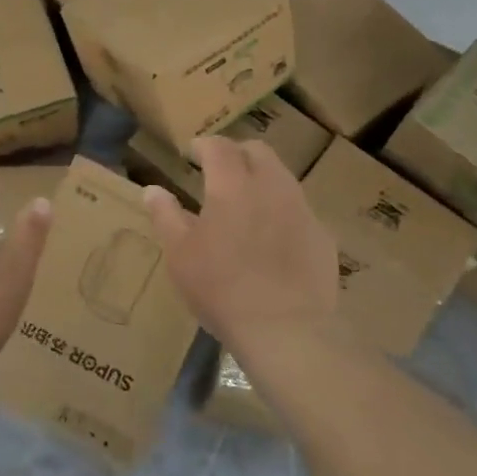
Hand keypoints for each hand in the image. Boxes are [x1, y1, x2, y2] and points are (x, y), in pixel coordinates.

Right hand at [142, 136, 339, 366]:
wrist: (287, 330)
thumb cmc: (221, 288)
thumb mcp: (180, 254)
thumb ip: (165, 215)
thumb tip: (153, 190)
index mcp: (233, 184)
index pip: (219, 146)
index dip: (204, 145)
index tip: (192, 153)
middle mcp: (271, 186)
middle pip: (258, 151)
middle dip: (237, 154)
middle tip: (220, 171)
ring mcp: (303, 209)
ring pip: (282, 178)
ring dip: (262, 179)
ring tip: (246, 203)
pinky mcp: (323, 236)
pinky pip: (300, 210)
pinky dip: (282, 211)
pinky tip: (273, 238)